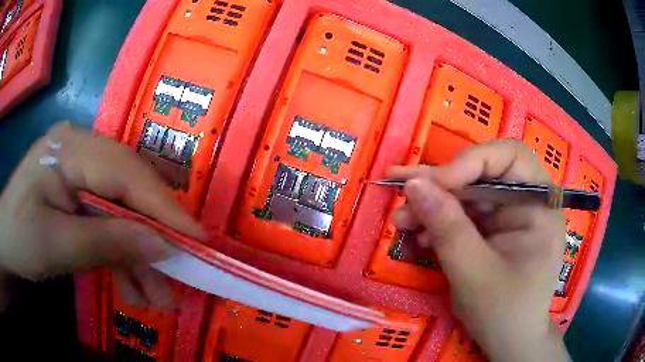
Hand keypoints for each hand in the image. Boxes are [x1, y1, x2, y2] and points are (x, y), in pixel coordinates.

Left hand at [0, 122, 204, 309]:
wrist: (5, 239)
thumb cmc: (19, 238)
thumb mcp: (56, 246)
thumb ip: (107, 242)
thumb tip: (162, 247)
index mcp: (69, 148)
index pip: (125, 172)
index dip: (162, 206)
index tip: (198, 239)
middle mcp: (81, 149)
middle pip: (130, 187)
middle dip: (154, 234)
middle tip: (181, 272)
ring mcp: (81, 169)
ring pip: (123, 208)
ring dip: (139, 254)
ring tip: (158, 296)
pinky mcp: (81, 191)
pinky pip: (109, 219)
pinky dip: (121, 255)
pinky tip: (133, 286)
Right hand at [389, 140, 567, 361]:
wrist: (510, 342)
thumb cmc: (504, 312)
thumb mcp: (474, 273)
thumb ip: (447, 227)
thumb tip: (413, 183)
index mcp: (540, 204)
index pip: (508, 157)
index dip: (469, 162)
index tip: (431, 184)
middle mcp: (528, 201)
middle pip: (483, 175)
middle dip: (441, 186)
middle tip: (401, 193)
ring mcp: (510, 216)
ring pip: (468, 195)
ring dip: (434, 206)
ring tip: (401, 221)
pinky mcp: (495, 231)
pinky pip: (465, 216)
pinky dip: (440, 224)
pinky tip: (419, 236)